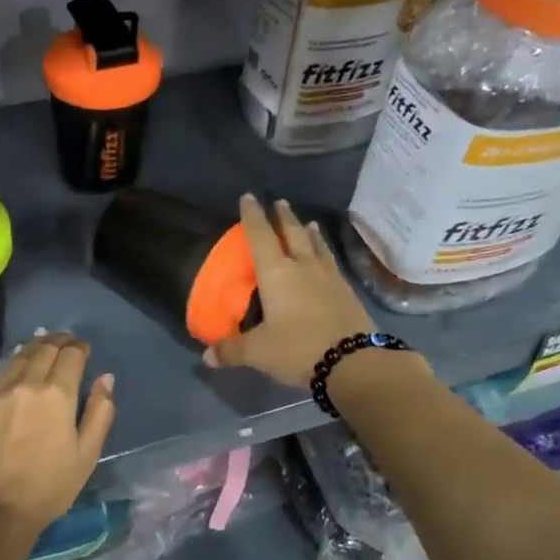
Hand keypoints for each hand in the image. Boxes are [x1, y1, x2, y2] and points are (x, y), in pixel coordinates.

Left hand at [0, 332, 115, 533]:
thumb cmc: (50, 485)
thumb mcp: (87, 453)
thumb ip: (99, 412)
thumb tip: (105, 379)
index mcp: (58, 394)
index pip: (71, 355)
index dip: (80, 347)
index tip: (84, 348)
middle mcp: (28, 383)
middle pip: (45, 349)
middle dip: (59, 341)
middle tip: (67, 340)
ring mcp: (0, 391)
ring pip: (21, 356)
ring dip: (36, 346)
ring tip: (45, 343)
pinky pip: (1, 372)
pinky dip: (15, 361)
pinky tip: (19, 363)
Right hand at [202, 196, 379, 389]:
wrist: (353, 362)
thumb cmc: (298, 349)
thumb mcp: (258, 352)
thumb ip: (232, 350)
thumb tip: (206, 356)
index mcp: (277, 273)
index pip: (260, 236)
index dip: (252, 216)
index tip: (249, 197)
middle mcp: (303, 267)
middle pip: (293, 233)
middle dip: (284, 217)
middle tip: (280, 202)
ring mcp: (329, 277)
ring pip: (317, 246)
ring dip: (309, 232)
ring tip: (307, 223)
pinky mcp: (346, 292)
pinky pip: (331, 263)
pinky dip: (324, 252)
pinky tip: (325, 258)